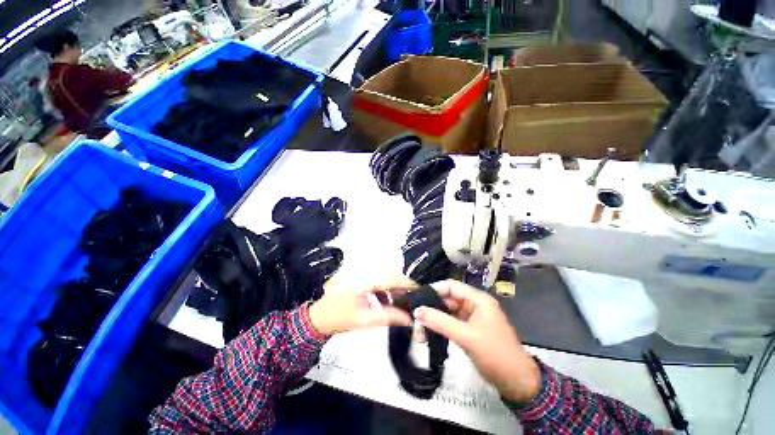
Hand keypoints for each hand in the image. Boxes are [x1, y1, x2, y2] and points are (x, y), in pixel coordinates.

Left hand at [308, 278, 415, 335]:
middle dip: (402, 286)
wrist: (319, 318)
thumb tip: (410, 319)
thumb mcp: (365, 320)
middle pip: (389, 274)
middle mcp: (364, 272)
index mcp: (364, 280)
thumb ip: (389, 317)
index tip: (420, 290)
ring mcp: (361, 273)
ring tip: (401, 302)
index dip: (406, 284)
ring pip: (384, 276)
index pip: (390, 278)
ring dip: (394, 288)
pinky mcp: (360, 277)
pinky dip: (385, 289)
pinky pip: (378, 279)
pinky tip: (386, 301)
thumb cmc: (340, 319)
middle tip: (411, 299)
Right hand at [414, 280, 540, 403]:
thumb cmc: (494, 354)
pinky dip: (441, 327)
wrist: (517, 383)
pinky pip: (452, 323)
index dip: (435, 289)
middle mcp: (475, 305)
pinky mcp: (470, 330)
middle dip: (432, 306)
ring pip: (449, 312)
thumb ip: (440, 322)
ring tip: (418, 326)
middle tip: (415, 315)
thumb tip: (417, 311)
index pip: (452, 286)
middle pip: (449, 298)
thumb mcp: (466, 336)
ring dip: (435, 318)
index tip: (417, 297)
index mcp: (478, 299)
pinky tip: (429, 332)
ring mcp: (472, 318)